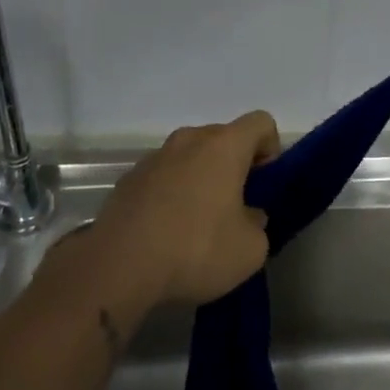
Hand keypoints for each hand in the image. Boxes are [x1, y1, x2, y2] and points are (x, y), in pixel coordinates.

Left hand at [87, 111, 280, 306]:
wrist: (118, 266)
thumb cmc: (195, 249)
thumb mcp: (250, 250)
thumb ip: (258, 225)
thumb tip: (247, 216)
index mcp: (224, 145)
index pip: (261, 123)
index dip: (270, 149)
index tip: (263, 185)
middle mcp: (190, 139)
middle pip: (223, 139)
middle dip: (234, 166)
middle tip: (234, 209)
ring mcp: (155, 156)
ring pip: (191, 157)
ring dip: (200, 179)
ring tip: (196, 224)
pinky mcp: (128, 178)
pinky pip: (163, 177)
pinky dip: (171, 194)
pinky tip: (165, 232)